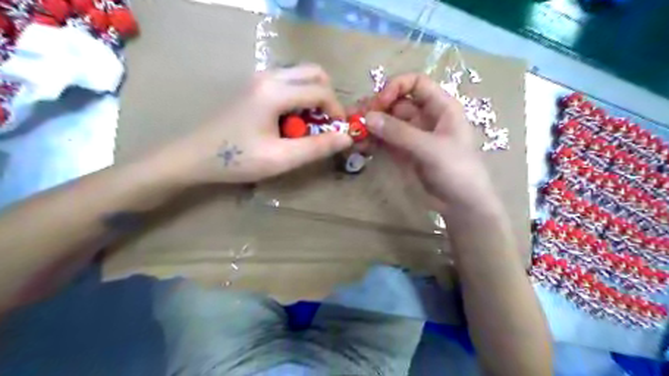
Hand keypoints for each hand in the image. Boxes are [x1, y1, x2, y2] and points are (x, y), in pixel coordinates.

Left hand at [154, 65, 351, 184]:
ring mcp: (260, 79)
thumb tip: (347, 137)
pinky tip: (291, 122)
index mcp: (275, 92)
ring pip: (301, 76)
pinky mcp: (255, 86)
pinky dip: (300, 98)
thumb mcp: (281, 159)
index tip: (339, 132)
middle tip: (326, 124)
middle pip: (314, 73)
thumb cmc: (237, 159)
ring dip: (313, 98)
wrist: (195, 156)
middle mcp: (269, 76)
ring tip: (308, 126)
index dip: (336, 111)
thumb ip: (316, 147)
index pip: (320, 91)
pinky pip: (288, 83)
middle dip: (328, 98)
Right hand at [364, 73, 498, 212]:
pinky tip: (360, 144)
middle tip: (355, 118)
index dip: (396, 88)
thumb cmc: (456, 170)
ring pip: (388, 122)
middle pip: (397, 102)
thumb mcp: (430, 149)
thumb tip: (367, 117)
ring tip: (352, 131)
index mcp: (441, 107)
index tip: (379, 103)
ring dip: (371, 124)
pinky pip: (385, 140)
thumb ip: (399, 132)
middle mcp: (425, 117)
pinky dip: (373, 140)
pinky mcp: (404, 151)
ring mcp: (413, 135)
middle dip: (376, 108)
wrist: (461, 204)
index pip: (416, 84)